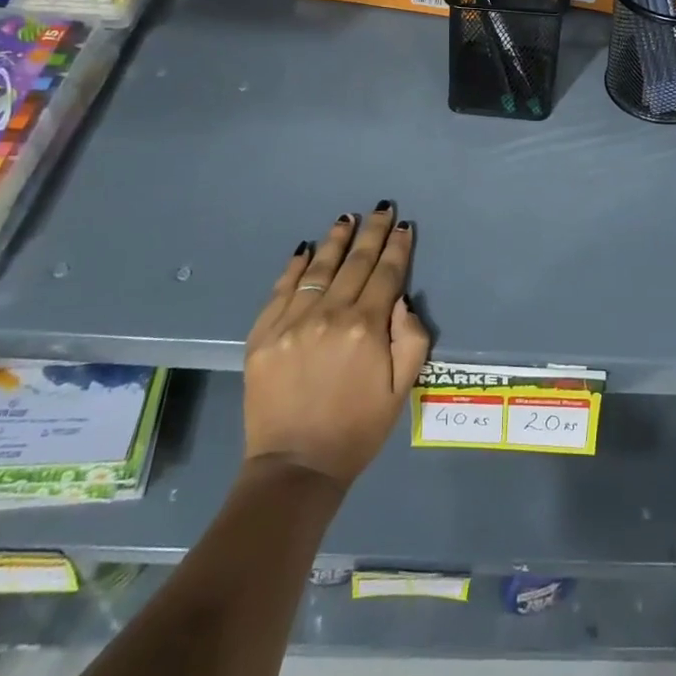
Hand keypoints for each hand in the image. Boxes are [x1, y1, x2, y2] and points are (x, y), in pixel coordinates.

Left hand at [242, 203, 431, 488]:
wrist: (295, 467)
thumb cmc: (357, 429)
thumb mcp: (401, 390)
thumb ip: (411, 339)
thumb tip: (401, 299)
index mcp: (366, 327)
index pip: (386, 274)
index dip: (398, 247)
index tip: (404, 225)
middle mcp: (329, 314)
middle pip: (356, 263)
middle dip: (372, 232)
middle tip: (381, 208)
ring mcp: (292, 322)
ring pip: (320, 269)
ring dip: (336, 240)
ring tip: (347, 218)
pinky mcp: (263, 334)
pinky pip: (282, 289)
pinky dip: (296, 266)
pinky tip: (306, 249)